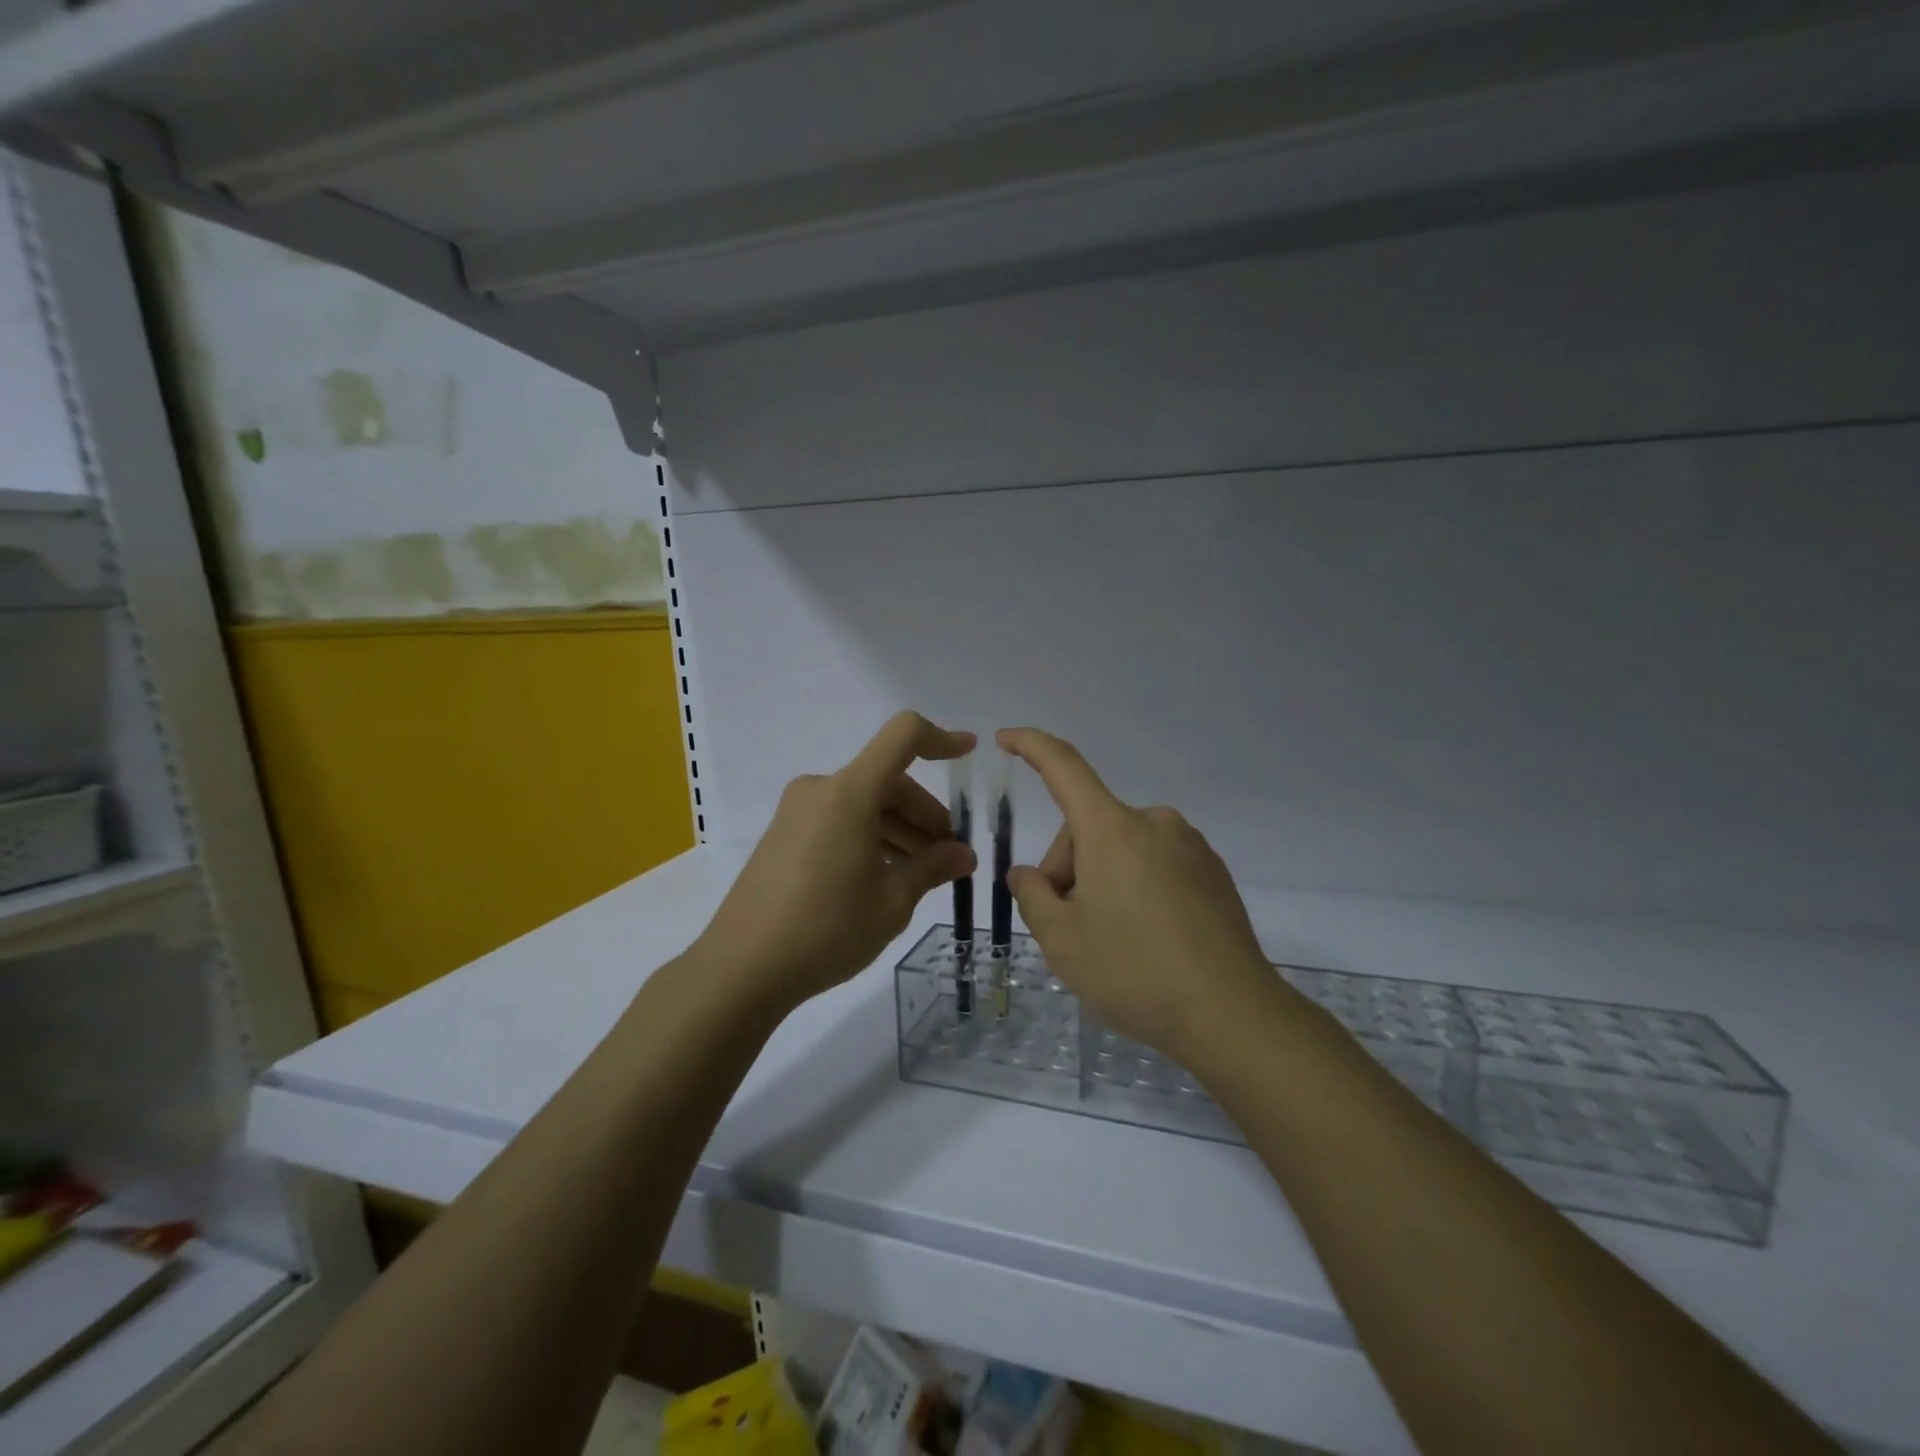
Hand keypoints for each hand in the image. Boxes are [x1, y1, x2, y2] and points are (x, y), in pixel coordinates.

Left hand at [695, 713, 976, 1010]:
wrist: (741, 968)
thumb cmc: (827, 929)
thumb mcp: (892, 901)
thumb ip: (932, 868)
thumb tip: (963, 854)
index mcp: (849, 792)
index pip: (903, 737)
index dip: (941, 739)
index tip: (969, 752)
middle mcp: (822, 790)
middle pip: (887, 781)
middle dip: (925, 814)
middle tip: (949, 857)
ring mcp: (797, 812)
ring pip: (864, 804)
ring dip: (899, 830)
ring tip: (921, 875)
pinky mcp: (784, 836)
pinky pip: (840, 821)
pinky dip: (870, 837)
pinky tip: (884, 878)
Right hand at [998, 727, 1287, 1064]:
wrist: (1232, 1015)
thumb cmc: (1134, 972)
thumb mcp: (1062, 941)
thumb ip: (1033, 896)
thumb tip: (1029, 875)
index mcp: (1112, 829)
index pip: (1063, 767)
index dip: (1030, 746)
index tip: (1005, 738)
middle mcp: (1153, 823)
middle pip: (1089, 827)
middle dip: (1068, 866)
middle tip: (1068, 926)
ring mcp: (1189, 846)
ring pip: (1122, 848)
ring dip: (1102, 878)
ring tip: (1110, 940)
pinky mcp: (1213, 872)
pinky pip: (1156, 863)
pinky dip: (1136, 886)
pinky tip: (1146, 938)